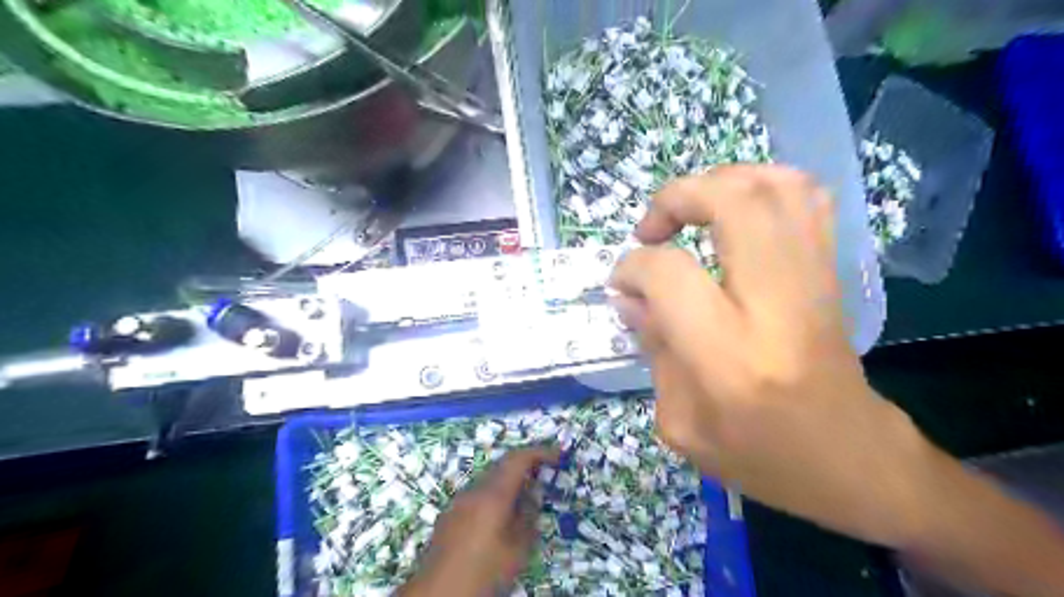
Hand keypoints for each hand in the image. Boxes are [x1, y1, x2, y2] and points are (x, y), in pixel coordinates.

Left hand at [394, 447, 552, 596]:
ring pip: (488, 480)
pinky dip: (494, 494)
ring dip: (508, 481)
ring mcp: (458, 501)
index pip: (518, 458)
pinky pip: (476, 494)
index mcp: (493, 494)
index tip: (557, 455)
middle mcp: (473, 490)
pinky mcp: (448, 515)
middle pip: (501, 465)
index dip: (539, 452)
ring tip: (525, 496)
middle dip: (524, 465)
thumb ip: (528, 516)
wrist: (438, 594)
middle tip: (544, 473)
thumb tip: (533, 495)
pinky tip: (500, 514)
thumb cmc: (484, 572)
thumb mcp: (517, 550)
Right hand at [611, 165, 932, 548]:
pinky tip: (734, 213)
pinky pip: (806, 199)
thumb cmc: (761, 456)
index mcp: (729, 355)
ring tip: (689, 213)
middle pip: (733, 202)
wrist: (854, 461)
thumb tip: (629, 297)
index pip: (669, 274)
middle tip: (651, 230)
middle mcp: (775, 304)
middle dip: (678, 198)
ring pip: (776, 186)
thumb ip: (652, 349)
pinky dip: (762, 186)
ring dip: (719, 183)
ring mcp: (813, 281)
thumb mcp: (682, 422)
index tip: (622, 284)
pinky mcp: (831, 273)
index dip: (634, 267)